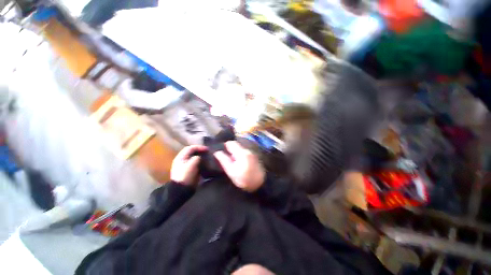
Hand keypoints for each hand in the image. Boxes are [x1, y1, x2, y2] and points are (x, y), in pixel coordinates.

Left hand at [171, 145, 206, 185]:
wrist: (182, 189)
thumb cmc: (186, 175)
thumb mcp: (192, 164)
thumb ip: (197, 158)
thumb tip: (200, 157)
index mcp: (181, 157)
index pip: (190, 148)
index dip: (199, 147)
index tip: (207, 149)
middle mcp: (183, 160)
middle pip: (192, 152)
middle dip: (200, 151)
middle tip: (208, 152)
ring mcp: (186, 166)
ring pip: (195, 158)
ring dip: (201, 156)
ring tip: (208, 157)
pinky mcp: (190, 171)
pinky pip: (196, 164)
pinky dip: (201, 162)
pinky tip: (206, 163)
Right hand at [214, 141, 264, 191]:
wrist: (259, 184)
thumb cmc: (243, 179)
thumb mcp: (231, 171)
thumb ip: (223, 160)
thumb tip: (217, 152)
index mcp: (241, 153)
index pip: (231, 143)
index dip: (225, 146)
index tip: (222, 152)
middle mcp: (247, 150)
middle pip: (236, 145)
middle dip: (230, 150)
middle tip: (227, 159)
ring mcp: (251, 153)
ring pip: (240, 149)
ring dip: (235, 153)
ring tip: (233, 162)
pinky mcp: (254, 156)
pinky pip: (244, 152)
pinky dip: (240, 155)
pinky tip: (240, 163)